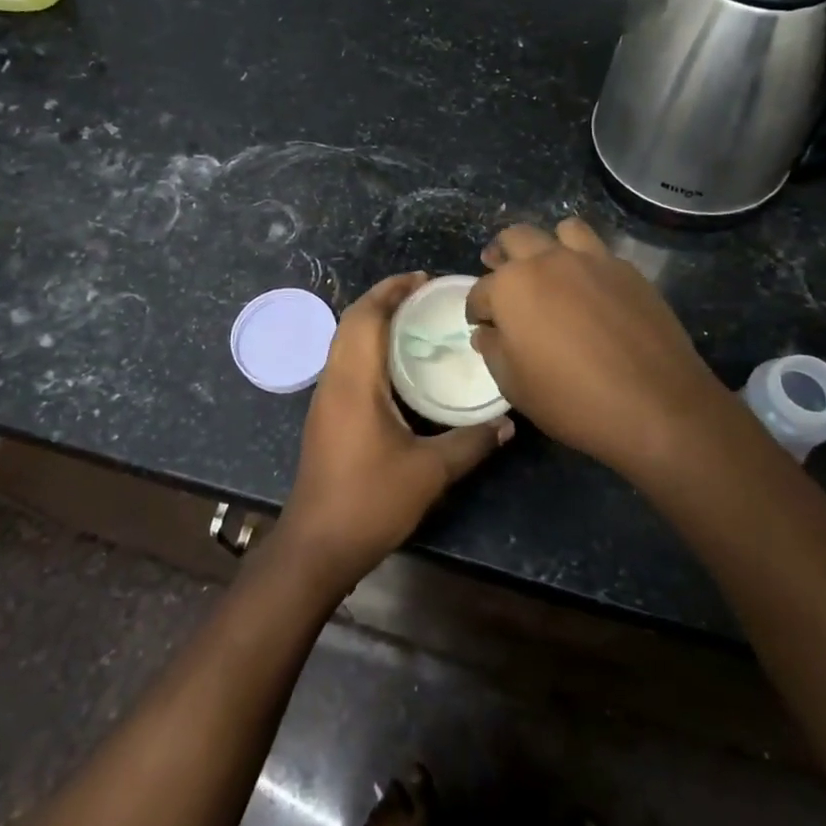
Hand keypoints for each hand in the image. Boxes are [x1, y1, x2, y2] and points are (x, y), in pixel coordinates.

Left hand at [276, 273, 512, 592]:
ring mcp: (325, 398)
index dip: (392, 290)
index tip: (423, 279)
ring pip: (345, 342)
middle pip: (351, 322)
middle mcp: (334, 380)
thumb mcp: (430, 472)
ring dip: (374, 323)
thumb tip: (508, 422)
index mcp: (354, 381)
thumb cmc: (370, 501)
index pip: (366, 316)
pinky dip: (369, 347)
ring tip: (415, 321)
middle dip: (384, 299)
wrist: (317, 546)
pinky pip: (346, 363)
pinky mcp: (326, 416)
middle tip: (424, 295)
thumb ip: (470, 442)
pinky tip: (398, 365)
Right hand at [466, 219, 744, 478]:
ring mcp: (592, 260)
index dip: (477, 309)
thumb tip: (488, 331)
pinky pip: (598, 250)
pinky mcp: (628, 270)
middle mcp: (548, 260)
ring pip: (562, 230)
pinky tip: (590, 288)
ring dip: (549, 245)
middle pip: (515, 239)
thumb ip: (494, 350)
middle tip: (503, 278)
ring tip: (550, 268)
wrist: (655, 404)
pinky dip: (586, 261)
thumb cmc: (571, 399)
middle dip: (502, 256)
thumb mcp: (514, 385)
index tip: (482, 324)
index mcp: (512, 286)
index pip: (480, 290)